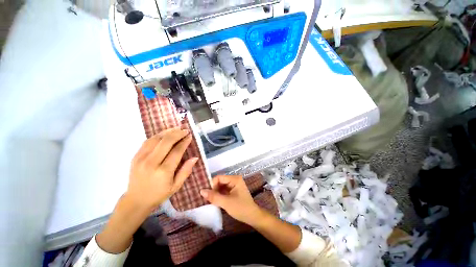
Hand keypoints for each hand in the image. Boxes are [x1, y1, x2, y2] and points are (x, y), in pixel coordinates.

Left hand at [126, 128, 198, 210]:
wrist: (136, 200)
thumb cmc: (159, 194)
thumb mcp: (176, 186)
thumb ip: (186, 171)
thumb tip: (195, 157)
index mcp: (163, 171)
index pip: (176, 151)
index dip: (184, 142)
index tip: (190, 136)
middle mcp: (151, 162)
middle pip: (166, 142)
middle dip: (177, 133)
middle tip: (185, 130)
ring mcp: (141, 158)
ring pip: (156, 139)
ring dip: (168, 132)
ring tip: (177, 129)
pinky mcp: (135, 156)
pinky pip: (147, 141)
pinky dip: (158, 135)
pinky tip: (165, 133)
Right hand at [200, 175, 261, 224]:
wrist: (252, 217)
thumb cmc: (241, 208)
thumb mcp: (226, 202)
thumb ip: (214, 196)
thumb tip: (201, 191)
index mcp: (234, 179)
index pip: (219, 178)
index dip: (211, 185)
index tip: (206, 194)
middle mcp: (234, 180)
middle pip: (220, 182)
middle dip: (213, 189)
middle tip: (205, 198)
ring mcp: (234, 186)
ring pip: (221, 187)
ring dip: (215, 193)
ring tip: (208, 200)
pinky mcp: (234, 191)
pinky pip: (224, 191)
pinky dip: (219, 195)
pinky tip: (214, 201)